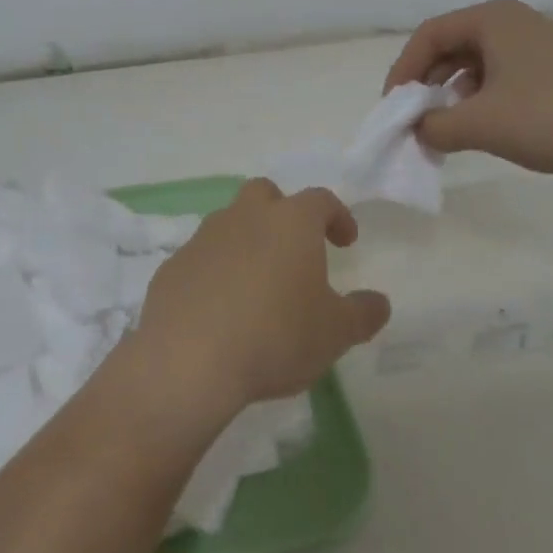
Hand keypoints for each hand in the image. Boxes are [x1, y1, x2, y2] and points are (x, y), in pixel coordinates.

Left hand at [130, 180, 389, 420]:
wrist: (189, 358)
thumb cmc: (276, 336)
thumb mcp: (335, 333)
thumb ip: (362, 314)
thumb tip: (379, 302)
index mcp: (290, 223)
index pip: (320, 200)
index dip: (337, 216)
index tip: (346, 241)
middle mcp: (245, 217)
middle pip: (265, 194)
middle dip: (283, 212)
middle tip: (295, 248)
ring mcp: (204, 238)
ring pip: (229, 223)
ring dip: (247, 241)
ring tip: (258, 283)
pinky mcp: (174, 266)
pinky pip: (202, 258)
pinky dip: (216, 271)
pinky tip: (221, 308)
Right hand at [384, 0, 552, 178]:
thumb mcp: (481, 124)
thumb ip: (434, 126)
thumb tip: (417, 130)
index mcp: (492, 19)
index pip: (428, 36)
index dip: (403, 71)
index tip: (393, 108)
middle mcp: (513, 23)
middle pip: (450, 47)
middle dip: (426, 83)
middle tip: (415, 118)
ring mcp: (537, 46)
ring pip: (476, 64)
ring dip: (452, 94)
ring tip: (446, 127)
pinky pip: (501, 77)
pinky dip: (481, 100)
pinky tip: (483, 127)